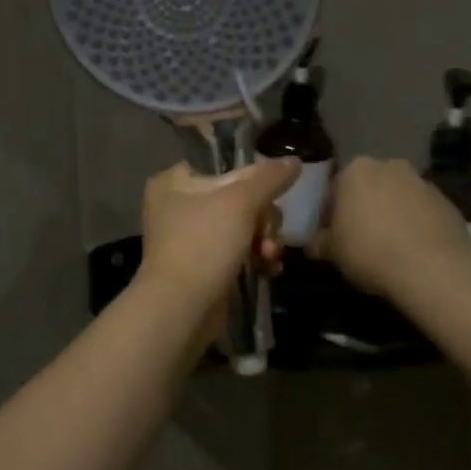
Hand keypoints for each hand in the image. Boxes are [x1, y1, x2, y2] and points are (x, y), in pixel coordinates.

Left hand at [138, 159, 297, 322]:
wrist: (182, 308)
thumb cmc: (204, 244)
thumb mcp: (241, 202)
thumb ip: (269, 177)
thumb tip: (294, 161)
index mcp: (175, 181)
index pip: (224, 166)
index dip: (253, 179)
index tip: (270, 195)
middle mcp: (179, 206)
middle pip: (239, 198)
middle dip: (263, 218)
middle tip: (266, 234)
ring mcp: (191, 239)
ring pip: (243, 227)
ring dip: (264, 240)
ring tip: (269, 256)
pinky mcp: (204, 267)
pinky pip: (239, 253)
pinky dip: (256, 259)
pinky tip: (269, 269)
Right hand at [315, 157, 470, 299]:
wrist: (431, 268)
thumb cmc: (369, 252)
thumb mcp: (331, 252)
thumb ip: (319, 243)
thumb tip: (314, 244)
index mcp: (355, 170)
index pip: (334, 189)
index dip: (330, 214)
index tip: (331, 236)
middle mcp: (390, 166)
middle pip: (369, 188)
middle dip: (363, 209)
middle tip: (359, 240)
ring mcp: (423, 182)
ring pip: (397, 198)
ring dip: (390, 215)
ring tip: (388, 247)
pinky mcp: (447, 201)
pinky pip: (422, 212)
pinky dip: (415, 225)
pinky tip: (412, 251)